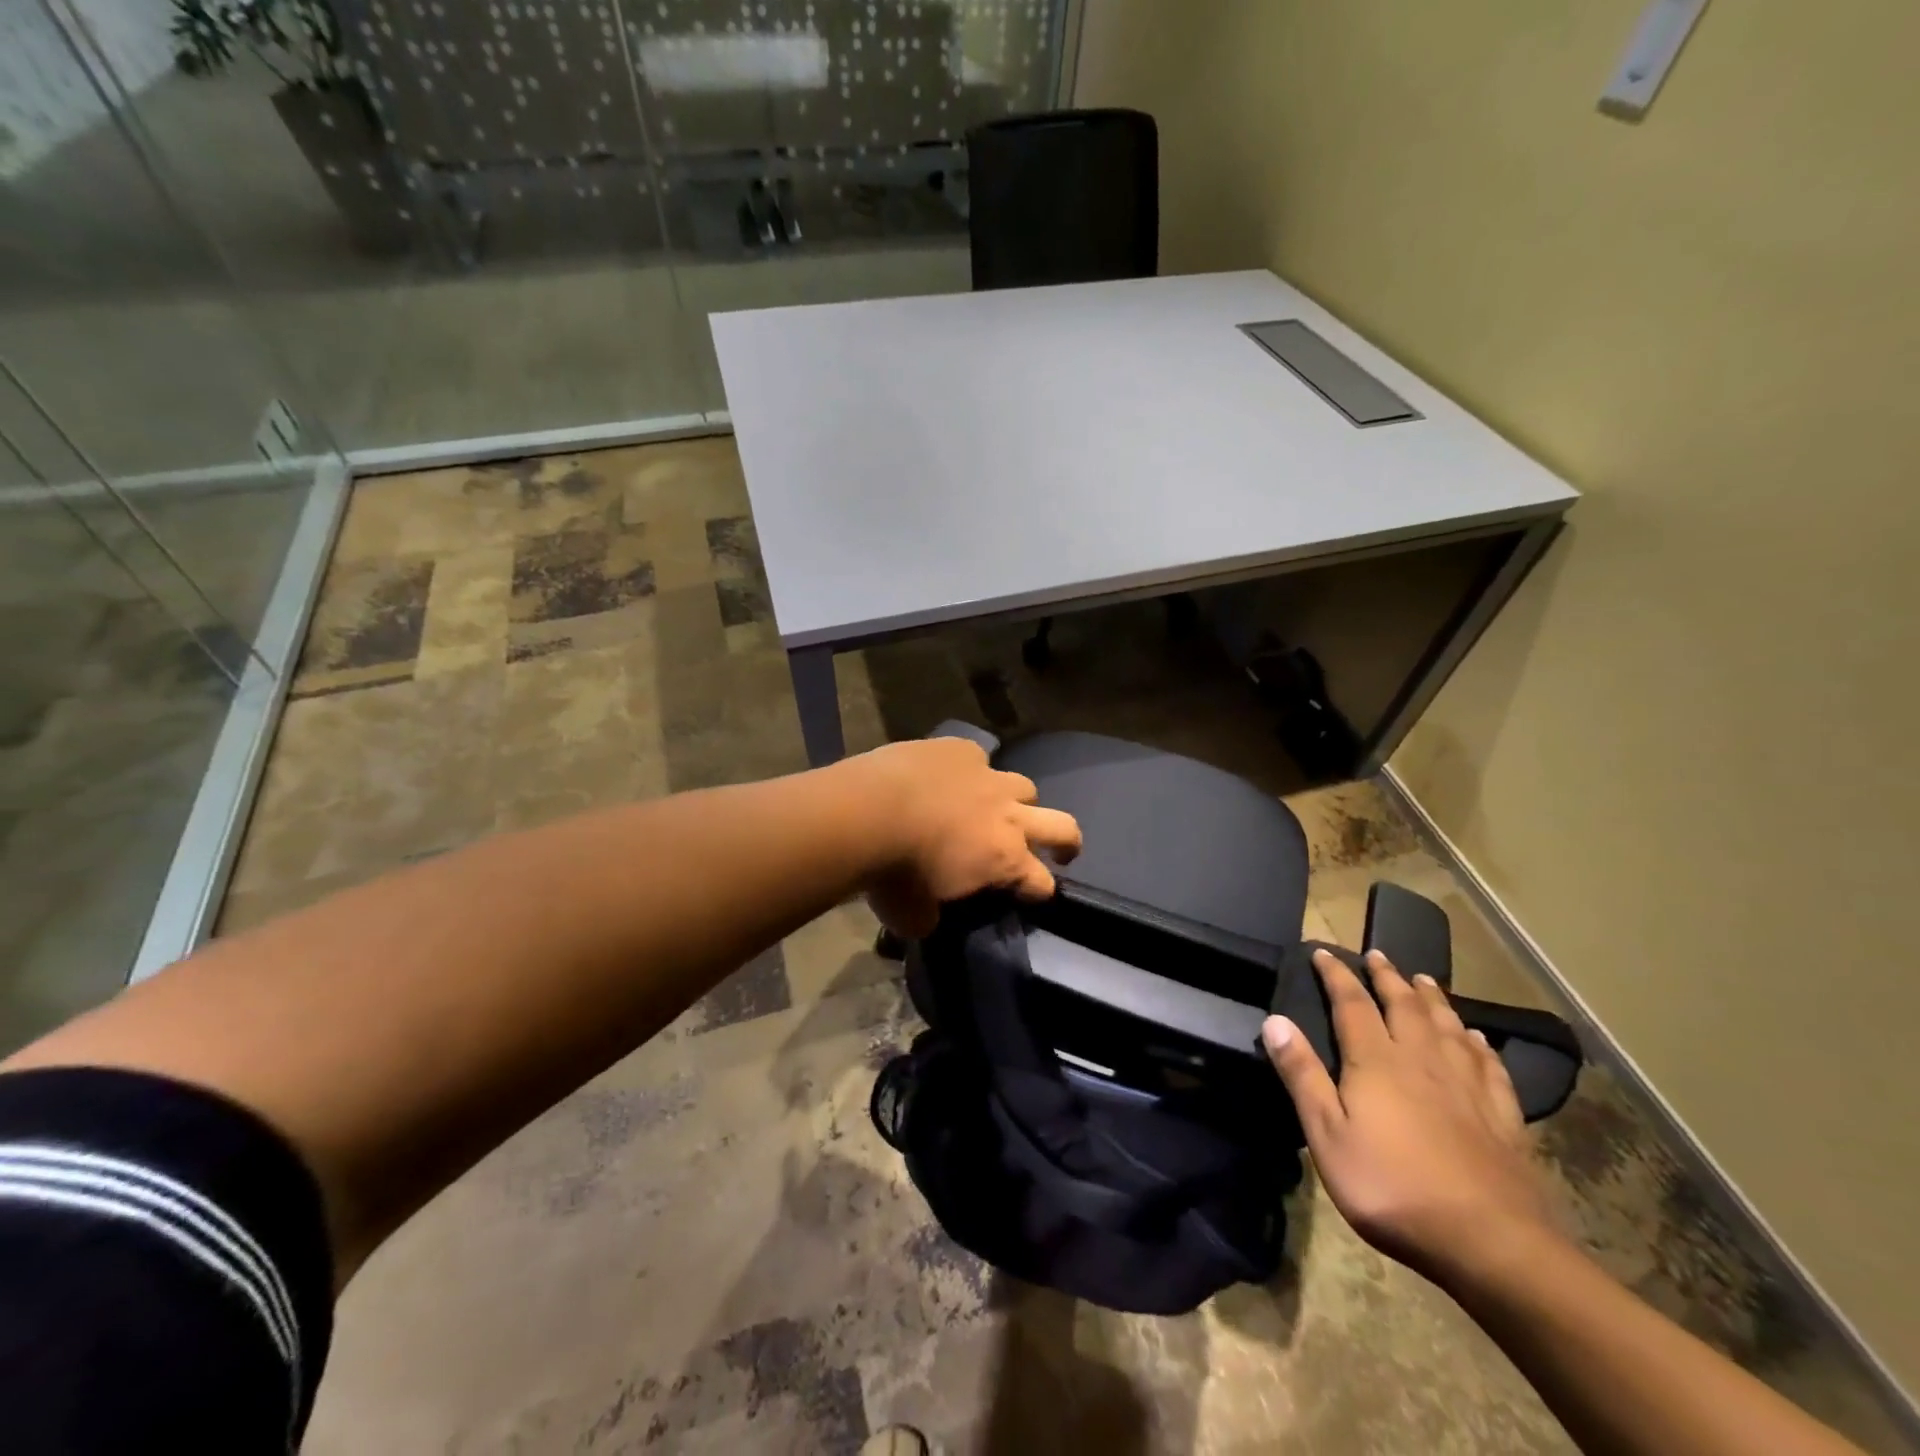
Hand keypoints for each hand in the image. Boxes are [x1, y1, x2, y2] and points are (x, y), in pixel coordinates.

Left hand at [849, 737, 1082, 937]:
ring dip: (1015, 801)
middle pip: (1062, 825)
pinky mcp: (960, 749)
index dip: (1039, 890)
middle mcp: (1007, 815)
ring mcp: (987, 776)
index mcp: (1004, 860)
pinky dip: (968, 770)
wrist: (864, 811)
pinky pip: (977, 757)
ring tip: (993, 807)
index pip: (1043, 882)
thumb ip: (931, 914)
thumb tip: (929, 912)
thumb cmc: (891, 874)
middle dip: (1067, 841)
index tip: (1028, 893)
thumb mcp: (912, 915)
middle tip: (1059, 850)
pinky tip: (946, 776)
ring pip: (1023, 786)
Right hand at [1263, 948, 1557, 1279]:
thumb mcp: (1327, 1134)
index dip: (1336, 975)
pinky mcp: (1502, 1117)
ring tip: (1425, 980)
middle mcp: (1422, 1060)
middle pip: (1404, 1006)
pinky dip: (1479, 1044)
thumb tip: (1274, 1020)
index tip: (1323, 951)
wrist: (1489, 1243)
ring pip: (1447, 1027)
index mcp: (1377, 1062)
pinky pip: (1489, 1066)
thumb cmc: (1391, 1186)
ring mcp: (1467, 1087)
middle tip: (1378, 954)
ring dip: (1432, 999)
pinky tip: (1477, 1039)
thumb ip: (1302, 1075)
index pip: (1352, 1004)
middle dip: (1388, 977)